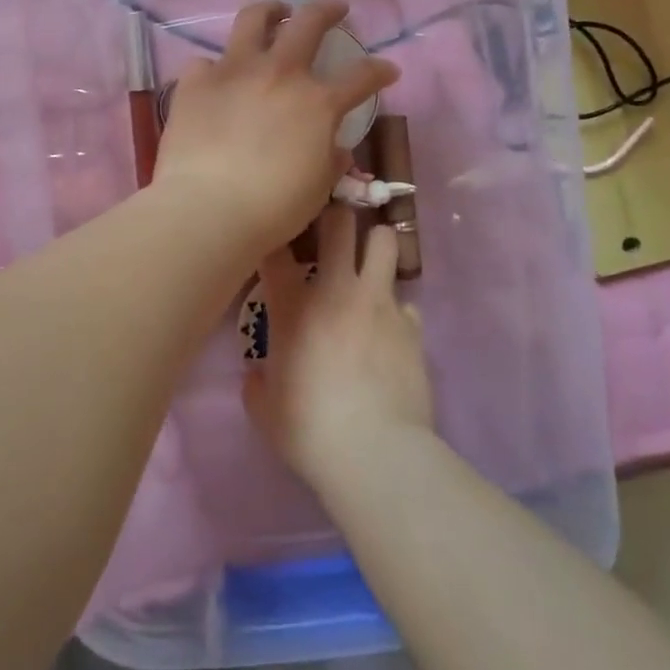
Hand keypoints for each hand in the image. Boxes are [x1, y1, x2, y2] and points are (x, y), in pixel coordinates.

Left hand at [154, 1, 397, 254]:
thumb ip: (330, 160)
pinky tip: (218, 79)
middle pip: (310, 22)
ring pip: (253, 19)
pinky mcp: (195, 82)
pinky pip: (206, 62)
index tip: (388, 70)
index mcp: (318, 102)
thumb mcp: (318, 188)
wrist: (206, 209)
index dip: (380, 71)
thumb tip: (336, 149)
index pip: (362, 76)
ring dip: (271, 11)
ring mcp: (234, 71)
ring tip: (276, 13)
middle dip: (328, 10)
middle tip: (335, 10)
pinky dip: (216, 68)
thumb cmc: (272, 207)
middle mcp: (279, 73)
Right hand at [243, 207, 433, 493]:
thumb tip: (257, 375)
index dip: (275, 237)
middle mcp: (338, 289)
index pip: (277, 248)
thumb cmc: (309, 429)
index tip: (275, 243)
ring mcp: (380, 302)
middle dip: (335, 217)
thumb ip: (257, 383)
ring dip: (374, 247)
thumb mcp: (265, 411)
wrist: (375, 453)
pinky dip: (395, 309)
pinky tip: (389, 331)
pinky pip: (405, 300)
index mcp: (293, 306)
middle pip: (340, 221)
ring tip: (368, 266)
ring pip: (384, 240)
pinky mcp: (412, 324)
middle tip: (331, 234)